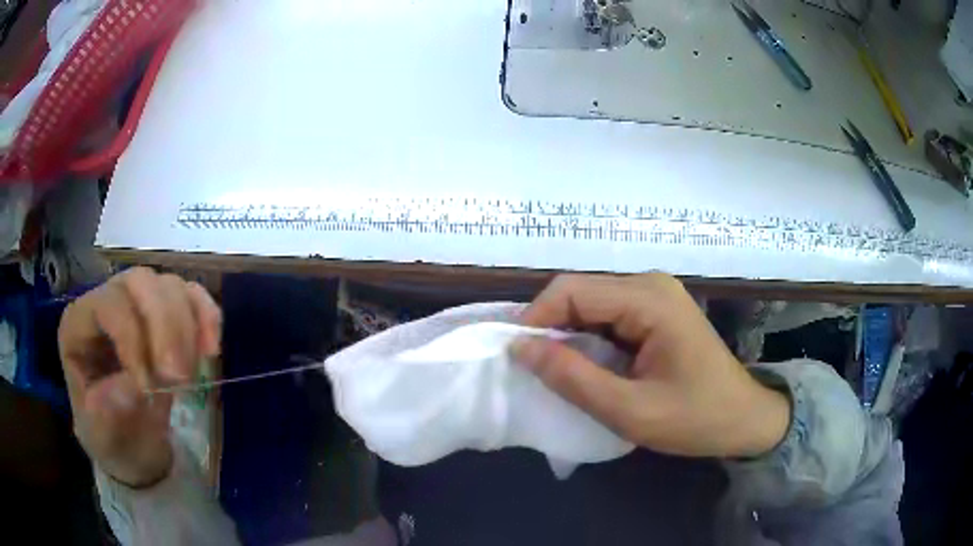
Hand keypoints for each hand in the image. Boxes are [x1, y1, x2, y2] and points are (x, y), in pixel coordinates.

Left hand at [58, 268, 220, 486]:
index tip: (148, 388)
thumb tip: (134, 386)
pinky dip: (208, 317)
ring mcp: (139, 304)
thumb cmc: (110, 436)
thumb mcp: (101, 433)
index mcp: (80, 325)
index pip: (108, 304)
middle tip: (179, 378)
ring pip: (169, 285)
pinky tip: (211, 350)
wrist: (132, 443)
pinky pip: (194, 296)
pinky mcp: (169, 314)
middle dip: (165, 327)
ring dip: (187, 329)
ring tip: (188, 377)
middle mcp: (107, 301)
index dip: (131, 338)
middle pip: (140, 283)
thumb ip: (108, 408)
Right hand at [512, 274, 789, 458]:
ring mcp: (655, 295)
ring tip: (551, 371)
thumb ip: (574, 379)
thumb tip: (520, 348)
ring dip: (566, 335)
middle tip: (530, 369)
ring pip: (591, 304)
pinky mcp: (656, 311)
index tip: (514, 356)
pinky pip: (608, 315)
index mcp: (649, 299)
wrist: (744, 419)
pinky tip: (582, 365)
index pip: (572, 291)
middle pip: (580, 292)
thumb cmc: (695, 418)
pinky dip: (587, 338)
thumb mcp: (630, 410)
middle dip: (549, 327)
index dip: (535, 319)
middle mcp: (650, 284)